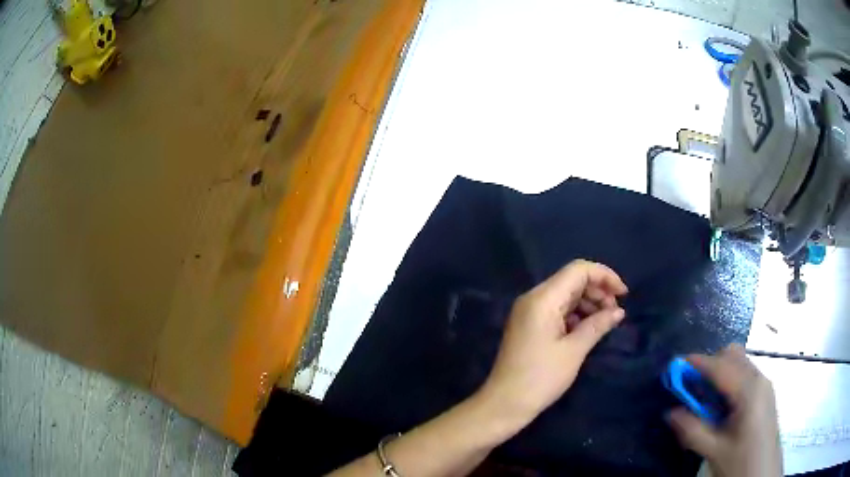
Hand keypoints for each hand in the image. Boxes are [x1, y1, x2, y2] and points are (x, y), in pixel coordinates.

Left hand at [479, 259, 627, 425]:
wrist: (504, 404)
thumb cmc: (541, 378)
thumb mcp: (574, 351)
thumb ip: (598, 325)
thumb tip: (619, 311)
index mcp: (542, 298)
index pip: (578, 270)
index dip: (604, 276)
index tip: (624, 294)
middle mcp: (533, 298)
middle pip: (572, 281)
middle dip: (598, 291)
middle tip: (616, 313)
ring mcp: (529, 312)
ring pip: (565, 295)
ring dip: (588, 303)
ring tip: (606, 322)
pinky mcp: (529, 325)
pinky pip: (557, 310)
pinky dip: (575, 314)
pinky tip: (588, 329)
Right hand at [668, 344, 782, 476]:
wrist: (763, 474)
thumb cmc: (741, 462)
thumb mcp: (714, 451)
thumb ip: (692, 430)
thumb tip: (670, 412)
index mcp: (749, 390)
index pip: (721, 365)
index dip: (697, 363)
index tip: (675, 366)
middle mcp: (759, 379)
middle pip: (733, 355)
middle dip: (709, 365)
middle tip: (691, 390)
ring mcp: (764, 385)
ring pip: (740, 364)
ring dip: (719, 374)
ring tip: (704, 402)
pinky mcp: (764, 394)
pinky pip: (745, 376)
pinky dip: (729, 383)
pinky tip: (721, 408)